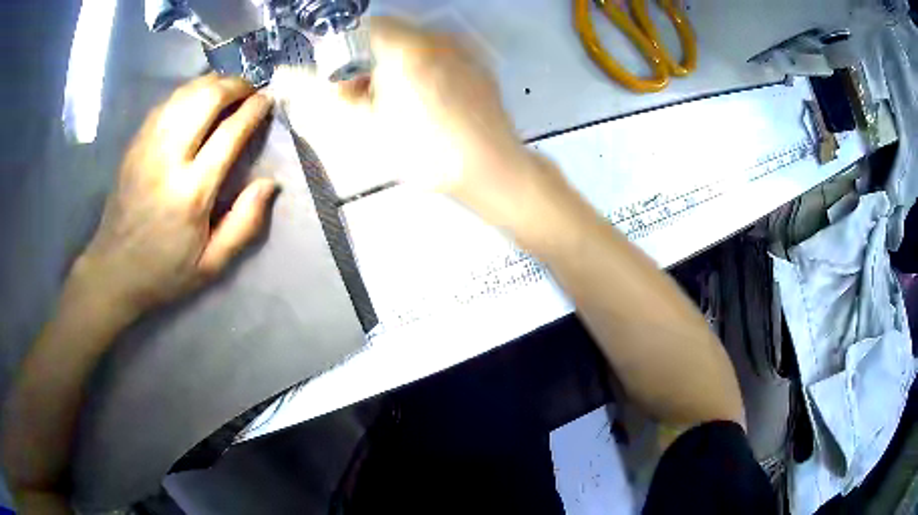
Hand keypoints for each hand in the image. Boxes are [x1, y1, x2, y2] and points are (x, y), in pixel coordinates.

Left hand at [74, 74, 276, 322]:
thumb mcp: (212, 265)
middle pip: (207, 99)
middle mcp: (168, 159)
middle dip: (234, 86)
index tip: (267, 100)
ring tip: (226, 89)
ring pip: (185, 94)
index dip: (253, 110)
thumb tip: (270, 184)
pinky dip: (186, 93)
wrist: (113, 270)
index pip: (230, 133)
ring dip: (211, 83)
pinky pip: (165, 103)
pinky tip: (195, 98)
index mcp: (191, 193)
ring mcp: (147, 147)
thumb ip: (245, 225)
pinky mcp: (134, 145)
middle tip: (249, 90)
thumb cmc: (164, 271)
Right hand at [272, 17, 546, 223]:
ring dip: (391, 64)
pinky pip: (437, 53)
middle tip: (365, 99)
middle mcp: (435, 38)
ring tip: (395, 104)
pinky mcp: (476, 63)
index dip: (343, 55)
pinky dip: (419, 68)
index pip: (359, 28)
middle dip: (366, 61)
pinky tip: (425, 101)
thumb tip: (285, 80)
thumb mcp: (368, 127)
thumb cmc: (427, 152)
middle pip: (386, 34)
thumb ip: (326, 98)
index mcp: (405, 48)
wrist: (492, 169)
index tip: (343, 86)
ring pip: (412, 43)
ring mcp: (460, 49)